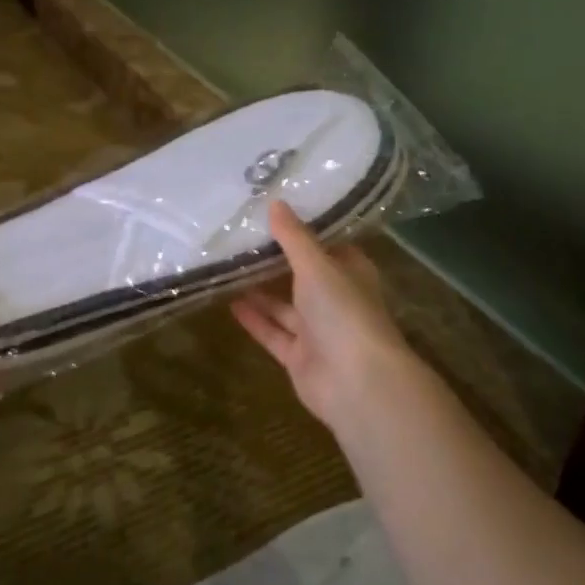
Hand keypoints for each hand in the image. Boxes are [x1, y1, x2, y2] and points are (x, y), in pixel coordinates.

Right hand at [231, 202, 414, 424]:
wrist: (356, 382)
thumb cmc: (344, 312)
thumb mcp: (317, 266)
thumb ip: (294, 237)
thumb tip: (275, 202)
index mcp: (350, 273)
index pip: (327, 244)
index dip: (304, 228)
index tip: (275, 210)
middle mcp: (336, 299)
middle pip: (303, 275)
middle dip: (277, 259)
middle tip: (241, 236)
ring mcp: (318, 331)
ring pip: (285, 306)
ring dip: (260, 290)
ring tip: (228, 266)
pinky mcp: (299, 357)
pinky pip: (273, 333)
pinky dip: (254, 319)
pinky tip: (228, 301)